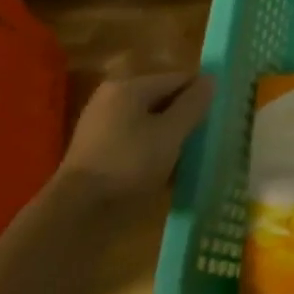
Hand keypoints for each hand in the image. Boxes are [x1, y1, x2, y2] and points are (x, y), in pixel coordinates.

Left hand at [60, 71, 214, 205]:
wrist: (77, 214)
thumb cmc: (129, 164)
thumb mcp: (171, 133)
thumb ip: (193, 104)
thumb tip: (210, 79)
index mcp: (129, 87)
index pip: (177, 79)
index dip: (199, 96)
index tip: (216, 118)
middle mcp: (111, 99)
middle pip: (161, 100)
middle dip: (183, 119)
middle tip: (203, 141)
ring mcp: (100, 126)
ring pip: (148, 124)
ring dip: (168, 139)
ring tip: (186, 159)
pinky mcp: (95, 153)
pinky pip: (134, 143)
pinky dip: (150, 153)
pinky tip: (163, 173)